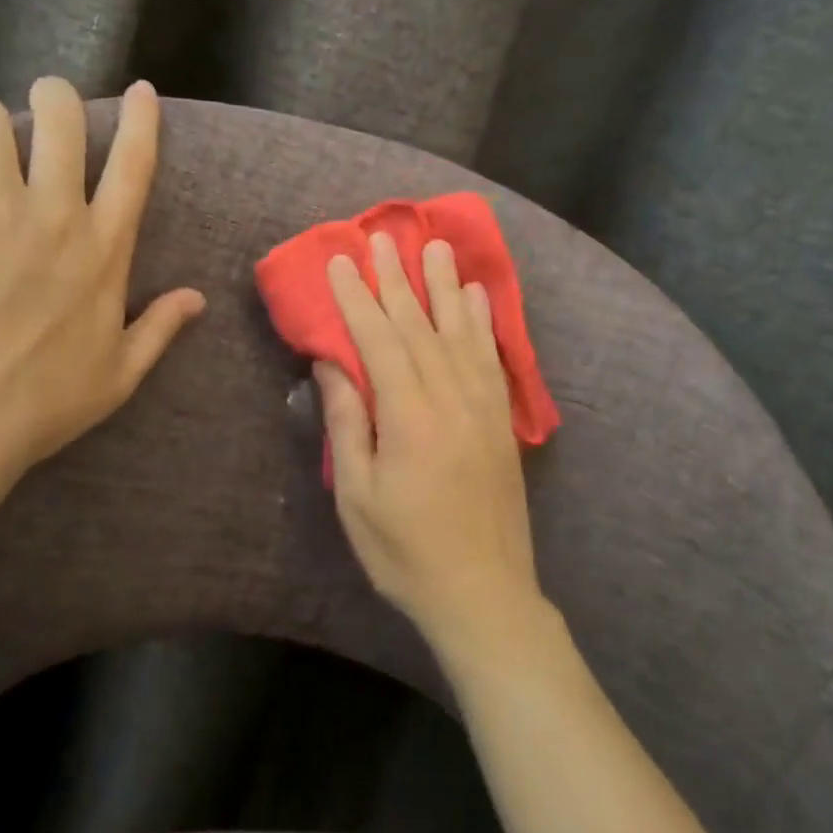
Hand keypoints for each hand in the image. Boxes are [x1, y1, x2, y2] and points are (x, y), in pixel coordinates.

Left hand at [0, 77, 205, 512]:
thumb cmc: (36, 409)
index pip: (135, 164)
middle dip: (50, 99)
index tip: (140, 90)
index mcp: (104, 250)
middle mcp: (56, 214)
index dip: (141, 118)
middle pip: (61, 114)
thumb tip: (197, 298)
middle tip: (29, 122)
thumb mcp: (118, 377)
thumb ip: (160, 330)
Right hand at [314, 230, 542, 645]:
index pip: (378, 341)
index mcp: (409, 417)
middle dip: (397, 279)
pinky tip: (477, 298)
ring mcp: (482, 408)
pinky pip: (491, 359)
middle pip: (418, 326)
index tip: (339, 262)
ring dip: (444, 287)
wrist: (483, 594)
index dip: (356, 298)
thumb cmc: (405, 551)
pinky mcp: (501, 422)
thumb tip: (331, 363)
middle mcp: (450, 399)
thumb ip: (347, 423)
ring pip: (459, 333)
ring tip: (436, 248)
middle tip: (383, 238)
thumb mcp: (357, 495)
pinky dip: (482, 323)